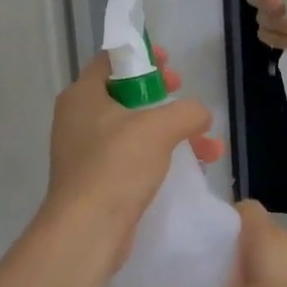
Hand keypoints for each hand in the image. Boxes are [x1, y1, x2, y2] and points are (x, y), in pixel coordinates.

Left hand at [43, 48, 221, 261]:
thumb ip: (186, 111)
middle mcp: (78, 119)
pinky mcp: (97, 181)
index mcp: (82, 95)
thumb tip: (200, 115)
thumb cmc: (116, 166)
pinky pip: (132, 158)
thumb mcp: (158, 129)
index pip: (111, 60)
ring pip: (133, 130)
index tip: (169, 63)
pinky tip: (192, 168)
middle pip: (125, 94)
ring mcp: (85, 152)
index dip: (142, 56)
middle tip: (182, 96)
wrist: (87, 230)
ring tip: (207, 145)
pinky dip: (160, 158)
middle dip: (161, 96)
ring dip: (170, 132)